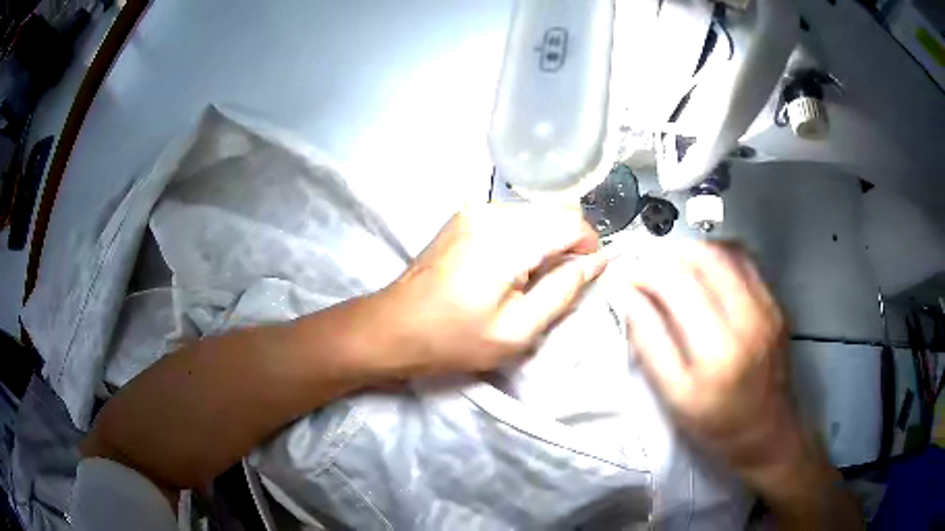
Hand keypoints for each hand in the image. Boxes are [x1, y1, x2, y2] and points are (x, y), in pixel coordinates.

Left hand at [370, 203, 607, 376]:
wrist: (394, 327)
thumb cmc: (455, 338)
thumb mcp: (517, 330)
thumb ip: (563, 291)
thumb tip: (597, 262)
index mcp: (507, 238)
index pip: (571, 221)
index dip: (589, 246)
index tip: (586, 275)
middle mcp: (491, 211)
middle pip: (554, 212)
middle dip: (568, 244)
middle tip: (557, 283)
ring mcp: (474, 209)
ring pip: (534, 213)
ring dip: (545, 241)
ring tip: (531, 280)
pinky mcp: (464, 216)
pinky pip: (511, 218)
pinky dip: (524, 238)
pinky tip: (509, 268)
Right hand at [623, 242, 794, 472]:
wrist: (767, 433)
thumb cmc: (718, 425)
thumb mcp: (674, 397)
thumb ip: (650, 343)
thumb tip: (629, 298)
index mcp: (718, 351)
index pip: (677, 283)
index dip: (646, 272)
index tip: (628, 278)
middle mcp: (748, 319)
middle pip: (704, 256)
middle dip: (668, 256)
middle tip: (650, 274)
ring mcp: (767, 308)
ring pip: (726, 250)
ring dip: (693, 253)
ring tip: (675, 273)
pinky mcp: (776, 304)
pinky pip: (746, 260)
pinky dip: (719, 257)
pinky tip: (706, 275)